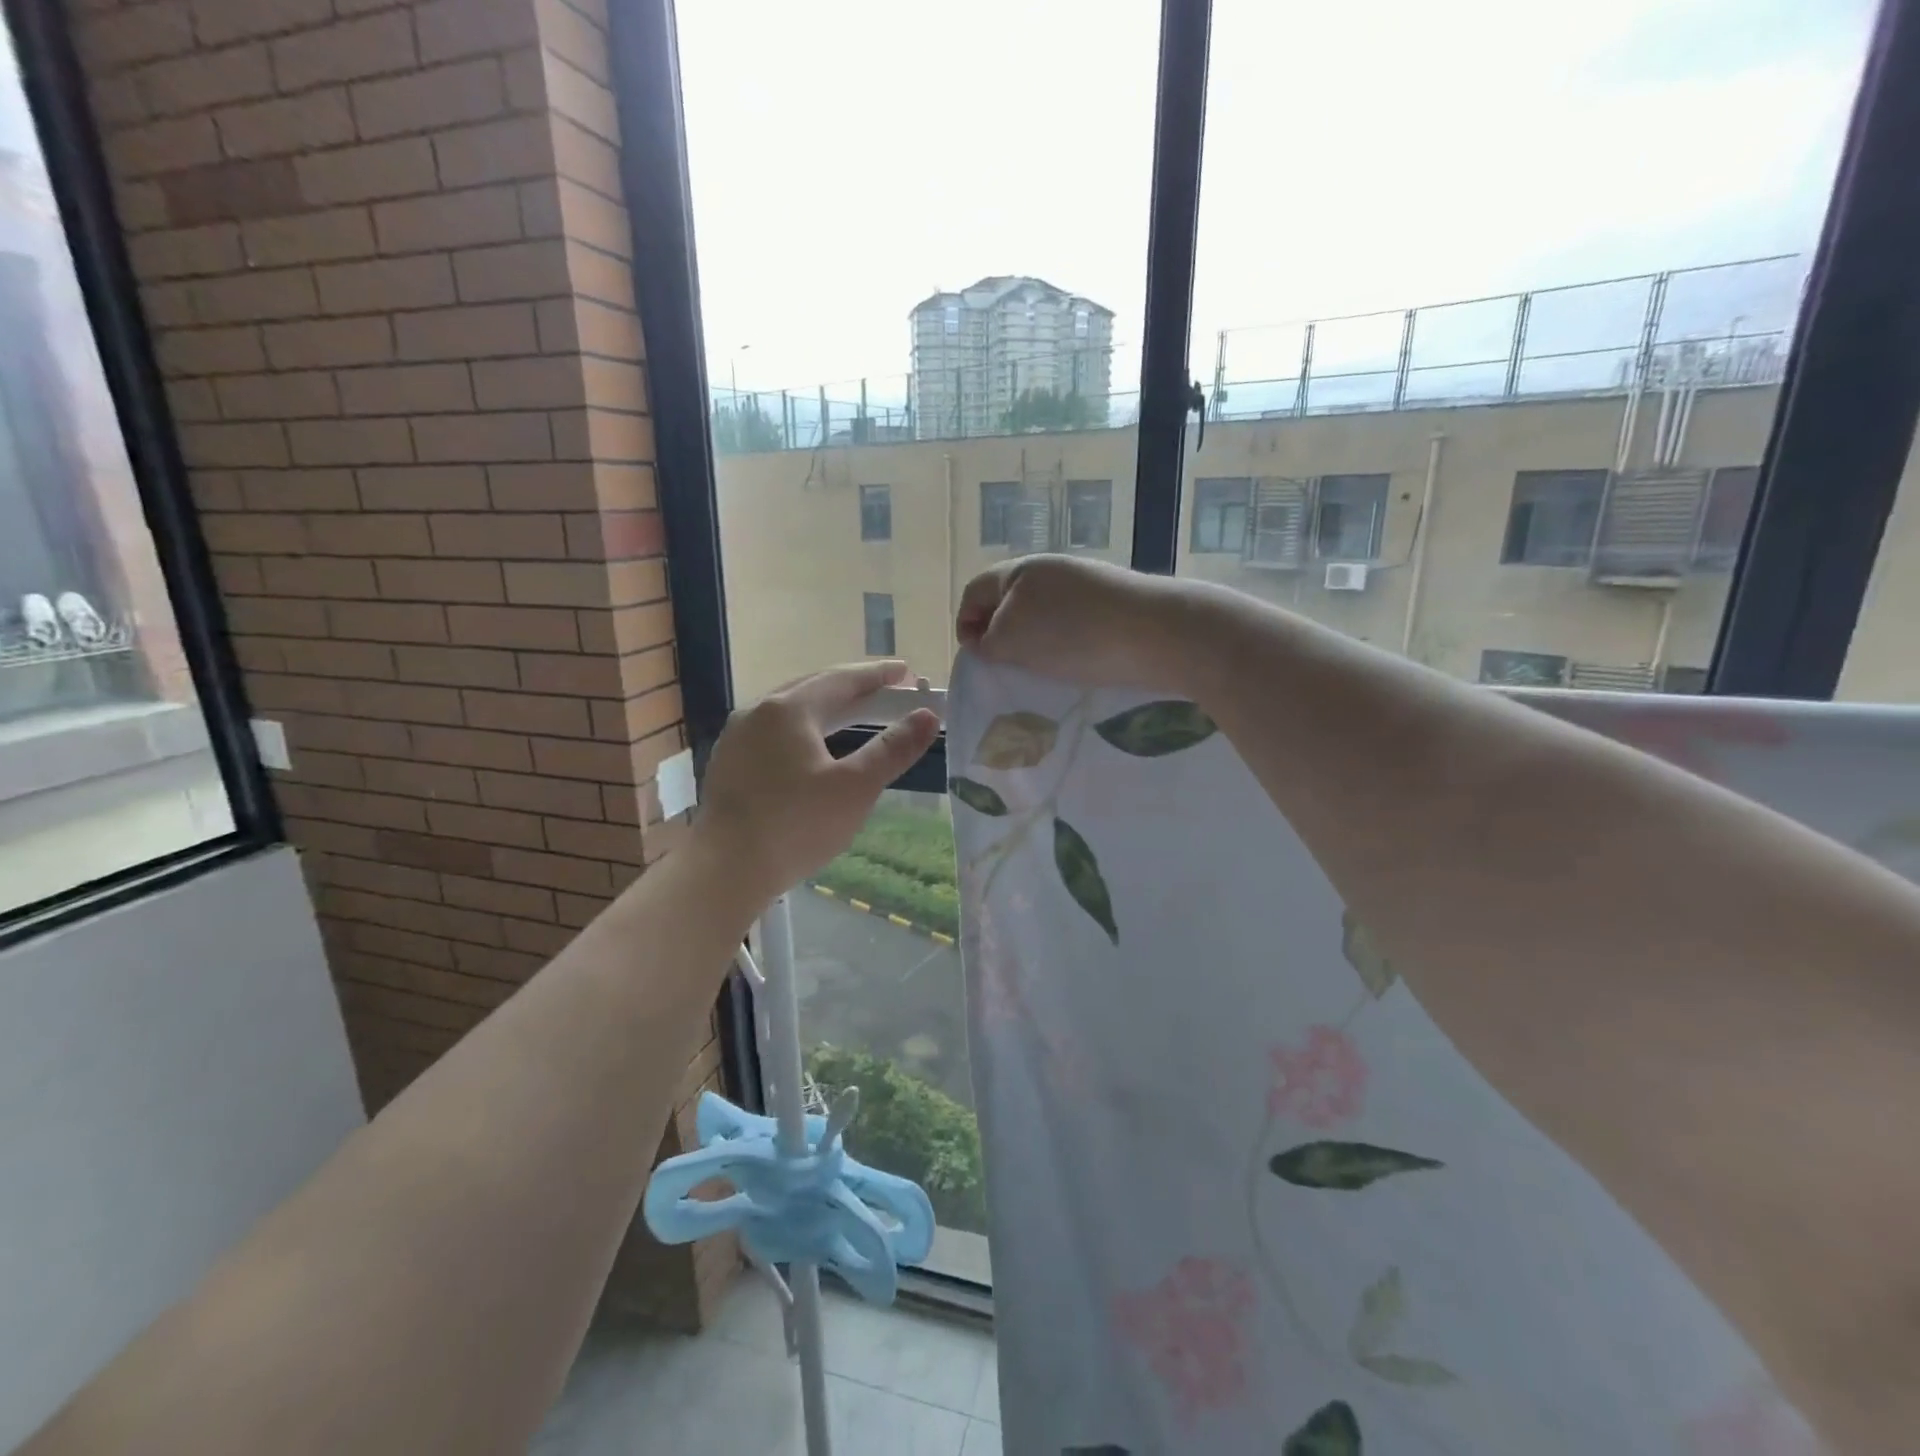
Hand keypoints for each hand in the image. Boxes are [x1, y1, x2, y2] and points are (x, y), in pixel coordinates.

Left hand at [696, 660, 939, 901]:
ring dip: (825, 708)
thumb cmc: (795, 825)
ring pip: (789, 711)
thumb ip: (892, 749)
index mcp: (788, 709)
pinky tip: (812, 749)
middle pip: (813, 688)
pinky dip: (802, 730)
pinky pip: (773, 732)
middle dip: (851, 687)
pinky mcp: (728, 764)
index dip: (877, 674)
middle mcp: (757, 712)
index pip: (842, 679)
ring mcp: (736, 738)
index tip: (906, 671)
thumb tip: (927, 716)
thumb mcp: (855, 788)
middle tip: (885, 691)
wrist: (724, 870)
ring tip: (852, 715)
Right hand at [956, 555, 1188, 686]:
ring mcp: (1086, 583)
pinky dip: (1066, 643)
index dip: (965, 623)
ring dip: (1034, 641)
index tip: (976, 657)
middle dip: (1001, 633)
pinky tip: (1077, 664)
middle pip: (1009, 601)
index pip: (975, 591)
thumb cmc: (1075, 636)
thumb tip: (983, 640)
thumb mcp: (1012, 640)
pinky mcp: (1113, 603)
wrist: (1159, 634)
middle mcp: (1052, 569)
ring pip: (1042, 614)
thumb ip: (987, 640)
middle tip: (1006, 667)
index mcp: (1021, 569)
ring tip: (1042, 670)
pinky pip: (1074, 623)